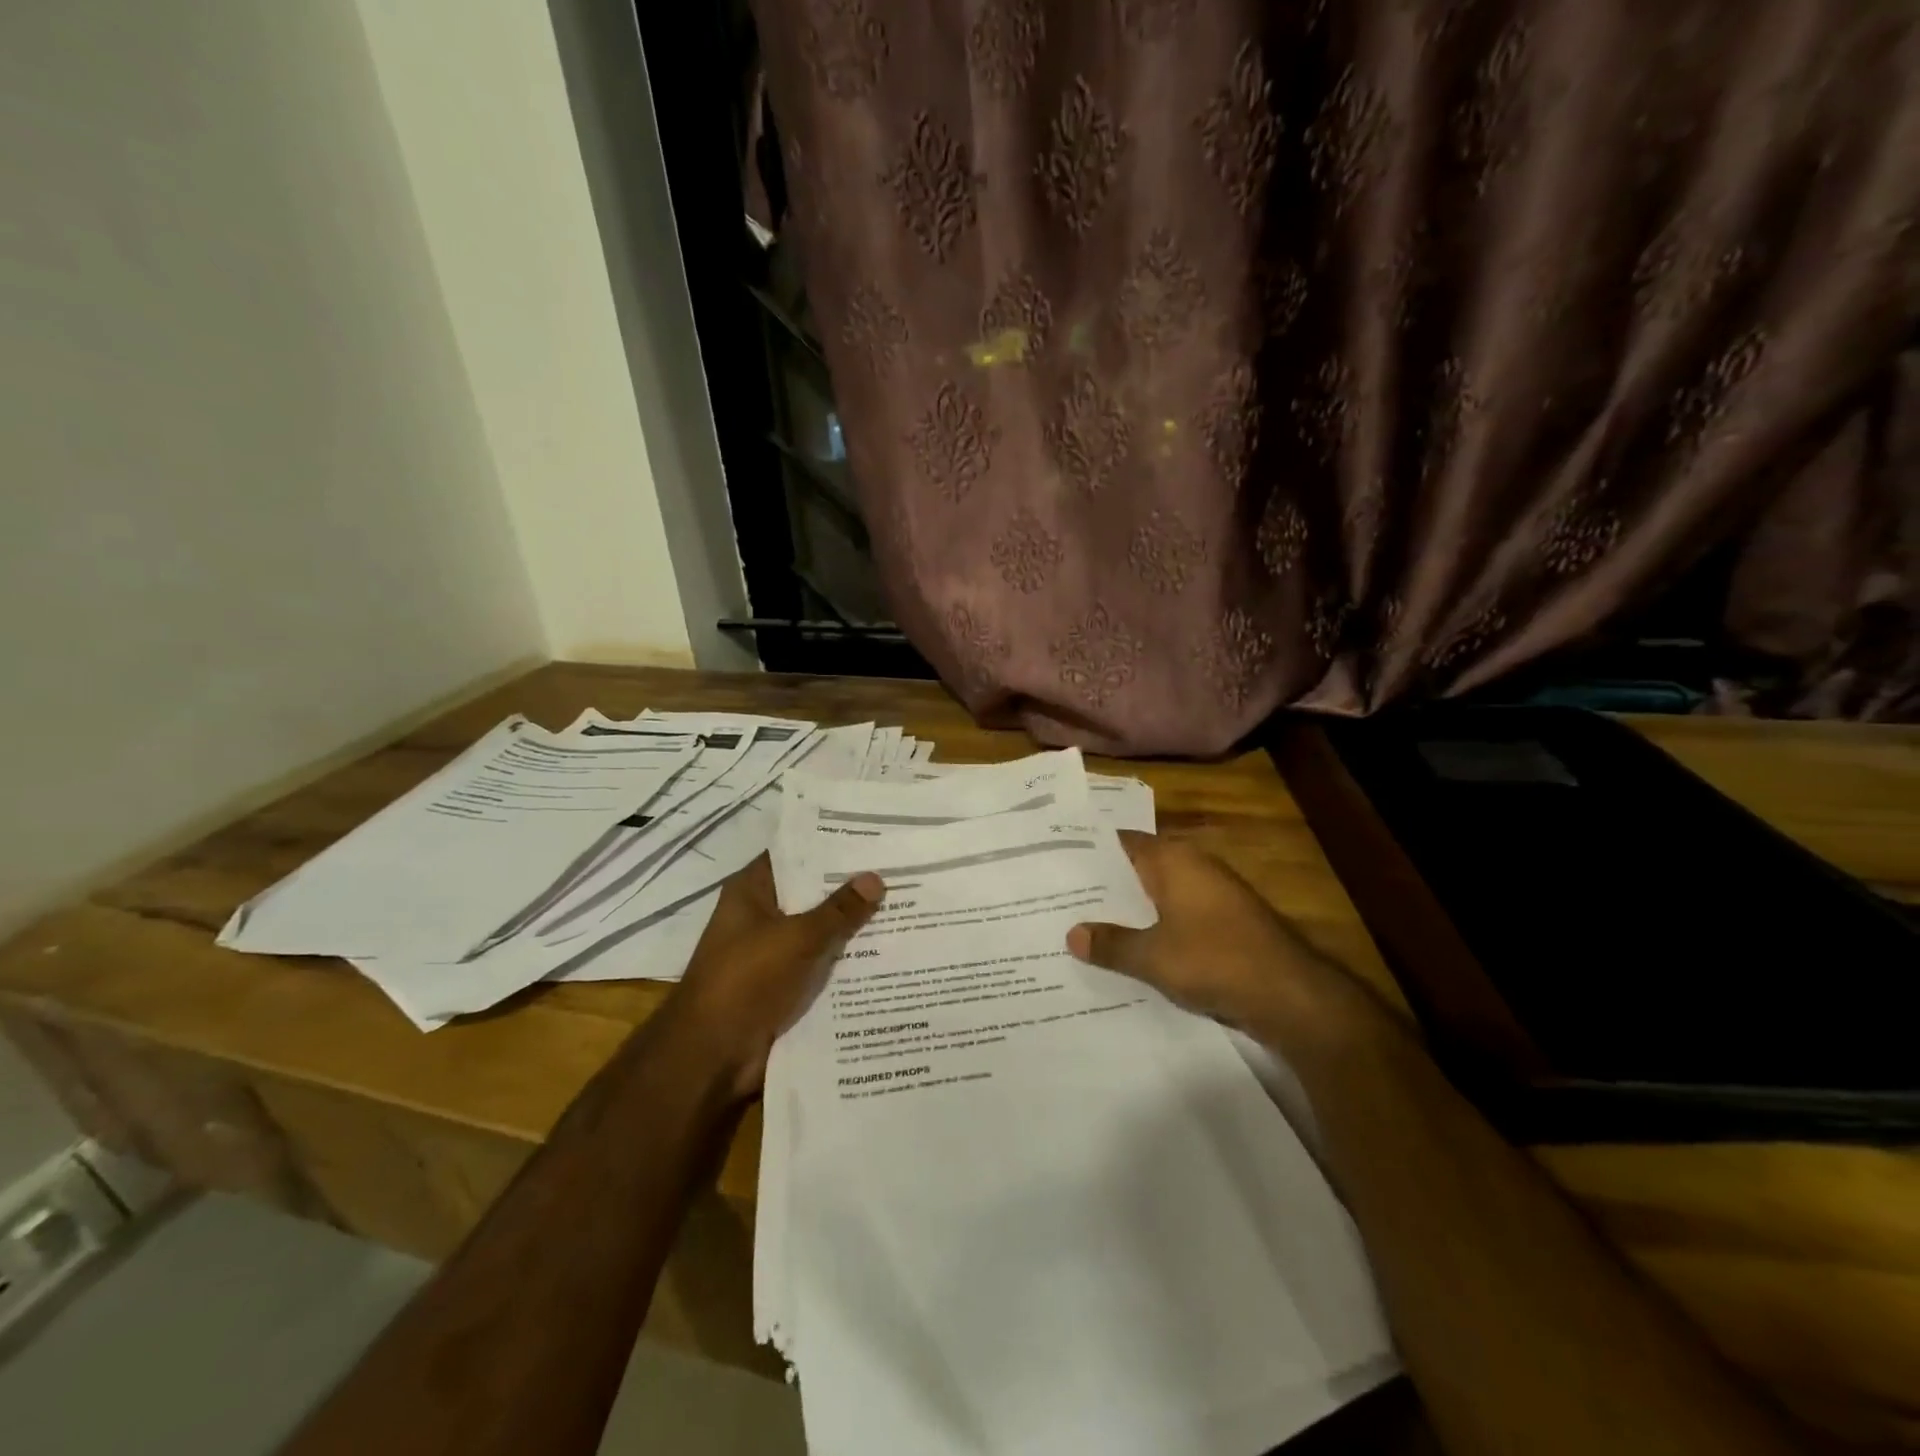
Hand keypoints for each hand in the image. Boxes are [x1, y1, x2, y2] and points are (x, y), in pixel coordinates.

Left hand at [661, 855, 882, 1099]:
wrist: (713, 1055)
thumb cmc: (746, 980)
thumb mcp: (797, 937)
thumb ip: (838, 910)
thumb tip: (876, 877)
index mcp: (752, 891)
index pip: (794, 854)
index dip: (829, 845)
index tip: (871, 836)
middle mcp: (761, 916)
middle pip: (811, 892)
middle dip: (849, 886)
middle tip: (900, 869)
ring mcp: (772, 952)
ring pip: (819, 930)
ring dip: (851, 925)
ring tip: (904, 905)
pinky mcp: (784, 984)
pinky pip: (820, 963)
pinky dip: (846, 960)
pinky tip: (887, 952)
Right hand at [1066, 834, 1365, 1047]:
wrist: (1291, 995)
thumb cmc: (1216, 960)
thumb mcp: (1152, 956)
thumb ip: (1111, 944)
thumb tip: (1072, 934)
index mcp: (1174, 860)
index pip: (1123, 842)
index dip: (1089, 851)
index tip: (1055, 860)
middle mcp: (1193, 868)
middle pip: (1138, 869)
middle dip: (1104, 885)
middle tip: (1059, 896)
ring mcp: (1213, 896)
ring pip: (1157, 896)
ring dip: (1128, 910)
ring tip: (1083, 924)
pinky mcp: (1225, 924)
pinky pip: (1176, 918)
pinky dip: (1153, 929)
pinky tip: (1128, 950)